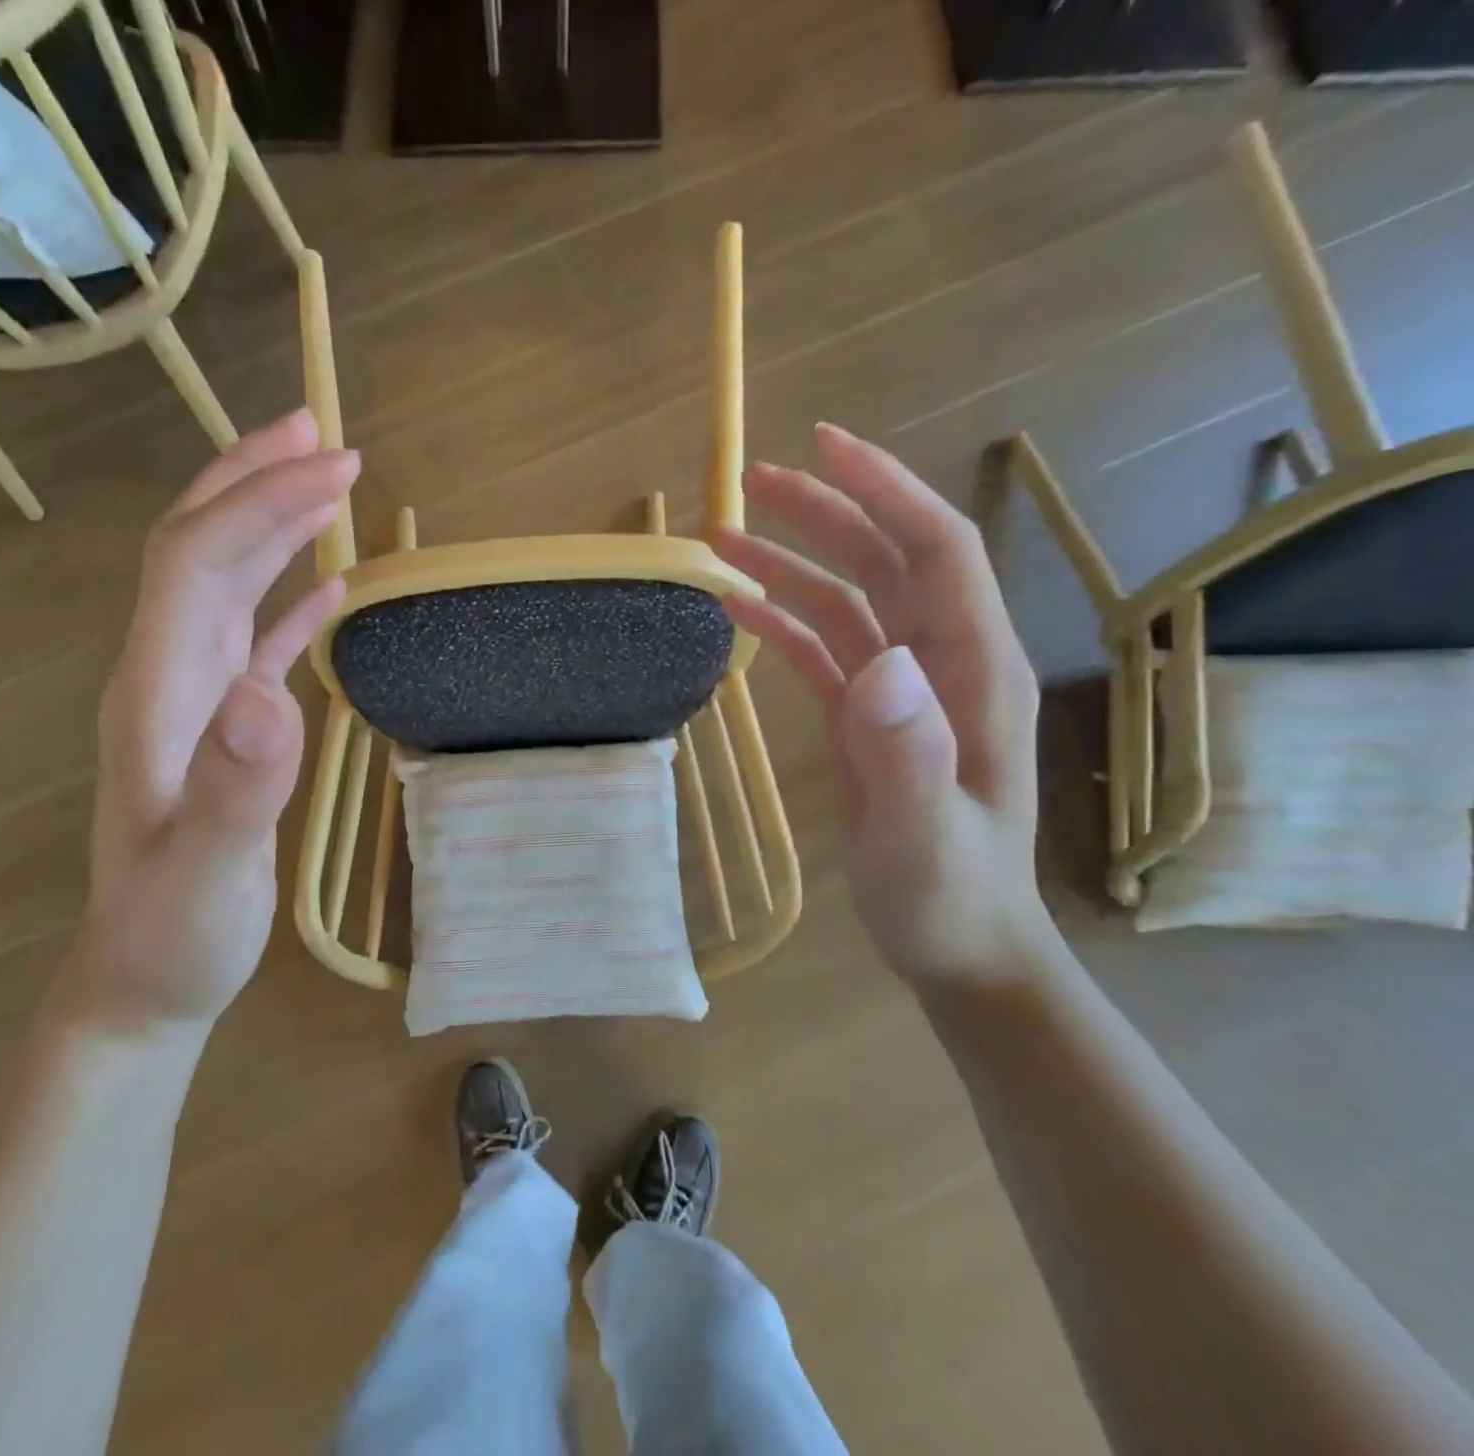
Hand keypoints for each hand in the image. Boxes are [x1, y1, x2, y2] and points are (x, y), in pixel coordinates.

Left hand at [69, 409, 353, 1031]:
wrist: (143, 980)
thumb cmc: (173, 934)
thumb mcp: (203, 876)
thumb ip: (232, 790)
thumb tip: (268, 692)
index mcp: (155, 693)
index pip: (195, 562)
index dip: (258, 505)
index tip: (332, 471)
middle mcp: (164, 675)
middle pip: (197, 547)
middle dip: (255, 482)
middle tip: (323, 435)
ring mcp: (192, 698)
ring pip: (222, 582)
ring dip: (269, 522)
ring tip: (323, 479)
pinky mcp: (222, 725)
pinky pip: (252, 637)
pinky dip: (288, 597)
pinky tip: (329, 584)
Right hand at [713, 424, 1048, 984]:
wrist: (959, 946)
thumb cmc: (950, 898)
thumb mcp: (927, 838)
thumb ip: (909, 754)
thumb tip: (879, 663)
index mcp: (973, 673)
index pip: (934, 553)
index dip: (884, 491)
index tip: (824, 447)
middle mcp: (941, 664)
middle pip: (884, 561)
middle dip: (825, 512)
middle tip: (752, 481)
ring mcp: (902, 691)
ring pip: (847, 600)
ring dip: (790, 564)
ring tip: (724, 538)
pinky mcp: (866, 717)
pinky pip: (822, 649)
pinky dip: (781, 622)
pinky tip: (738, 609)